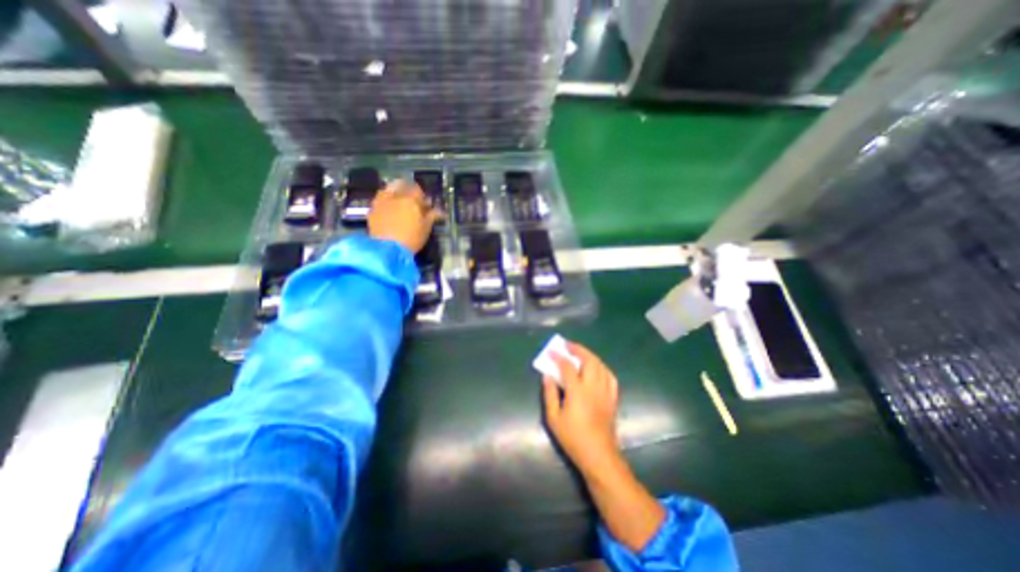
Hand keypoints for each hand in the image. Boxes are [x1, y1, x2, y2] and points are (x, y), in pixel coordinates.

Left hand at [370, 178, 442, 251]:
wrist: (388, 249)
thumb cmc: (411, 238)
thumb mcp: (426, 228)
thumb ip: (432, 216)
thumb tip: (440, 211)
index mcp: (411, 199)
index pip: (417, 190)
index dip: (422, 196)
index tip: (424, 204)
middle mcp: (395, 196)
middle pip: (401, 185)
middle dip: (407, 189)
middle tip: (411, 200)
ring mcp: (382, 201)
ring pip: (388, 189)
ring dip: (394, 192)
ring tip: (399, 203)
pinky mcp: (372, 209)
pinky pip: (379, 199)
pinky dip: (385, 200)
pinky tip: (388, 209)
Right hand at [542, 343, 620, 475]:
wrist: (598, 455)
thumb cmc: (573, 438)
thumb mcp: (553, 418)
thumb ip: (550, 394)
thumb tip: (547, 375)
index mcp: (578, 392)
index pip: (568, 367)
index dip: (559, 357)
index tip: (551, 351)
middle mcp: (594, 387)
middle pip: (589, 360)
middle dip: (578, 349)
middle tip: (568, 345)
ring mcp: (605, 392)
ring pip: (601, 366)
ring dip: (590, 355)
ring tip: (580, 352)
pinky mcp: (612, 398)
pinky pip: (610, 377)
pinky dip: (602, 367)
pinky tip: (597, 367)